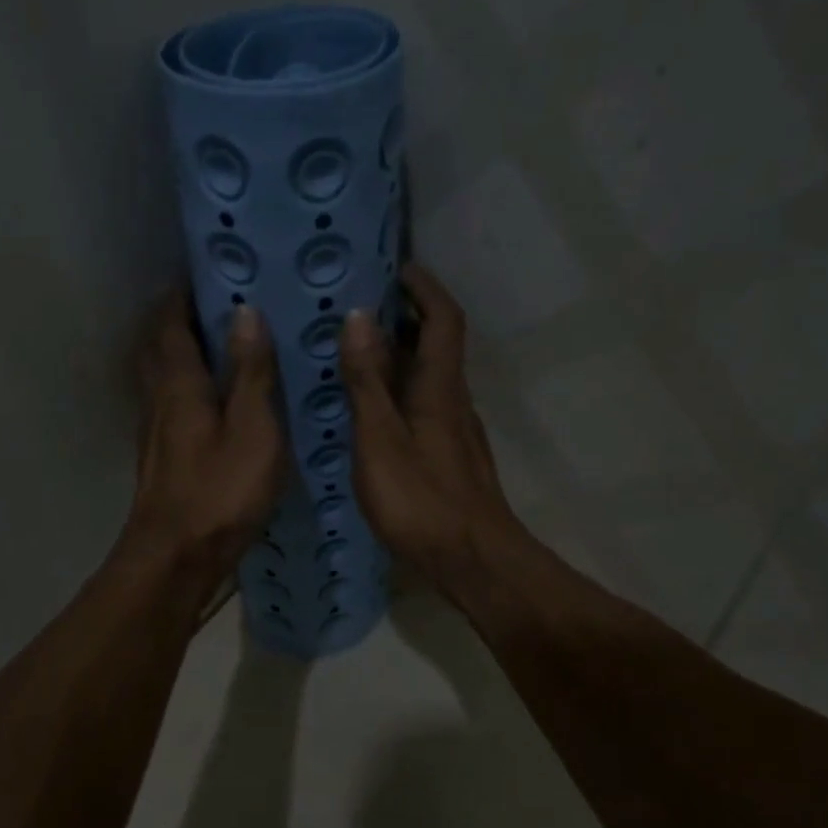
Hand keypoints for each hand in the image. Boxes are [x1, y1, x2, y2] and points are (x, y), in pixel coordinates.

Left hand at [116, 290, 283, 601]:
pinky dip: (187, 388)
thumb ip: (251, 372)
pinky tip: (214, 401)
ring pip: (162, 378)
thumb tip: (245, 312)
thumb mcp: (252, 429)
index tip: (207, 271)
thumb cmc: (220, 491)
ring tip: (220, 345)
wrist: (176, 558)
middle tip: (215, 304)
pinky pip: (171, 405)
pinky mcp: (163, 458)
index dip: (183, 294)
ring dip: (181, 353)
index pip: (171, 323)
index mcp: (179, 385)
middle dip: (178, 320)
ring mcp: (156, 432)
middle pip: (159, 347)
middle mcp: (159, 400)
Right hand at [338, 263, 521, 584]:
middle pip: (437, 345)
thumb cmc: (422, 501)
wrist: (473, 561)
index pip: (443, 320)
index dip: (424, 287)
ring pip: (429, 378)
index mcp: (440, 388)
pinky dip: (399, 391)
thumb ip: (367, 382)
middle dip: (406, 316)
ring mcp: (455, 432)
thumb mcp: (381, 440)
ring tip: (354, 353)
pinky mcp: (450, 458)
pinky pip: (423, 406)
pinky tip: (371, 410)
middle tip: (359, 306)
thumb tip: (358, 317)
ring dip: (399, 356)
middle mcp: (454, 402)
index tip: (397, 267)